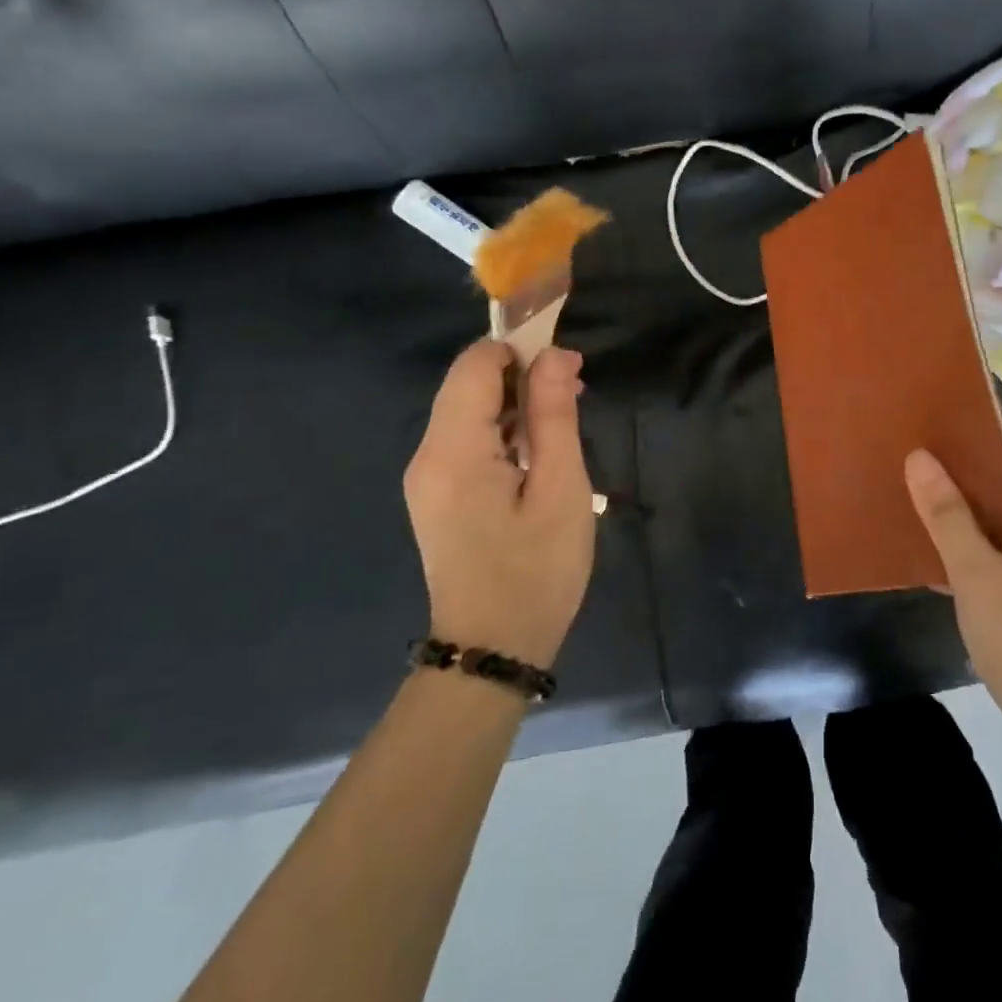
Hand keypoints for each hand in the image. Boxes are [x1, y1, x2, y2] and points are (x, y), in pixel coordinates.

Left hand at [403, 340, 596, 666]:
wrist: (492, 652)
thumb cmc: (536, 570)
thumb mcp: (561, 488)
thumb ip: (554, 415)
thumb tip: (554, 355)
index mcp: (453, 450)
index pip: (475, 364)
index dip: (521, 349)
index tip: (567, 368)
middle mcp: (427, 454)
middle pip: (468, 383)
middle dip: (522, 374)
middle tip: (575, 395)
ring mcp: (426, 475)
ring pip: (469, 408)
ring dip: (516, 401)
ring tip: (564, 422)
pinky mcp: (436, 492)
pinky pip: (466, 437)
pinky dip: (503, 428)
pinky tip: (537, 452)